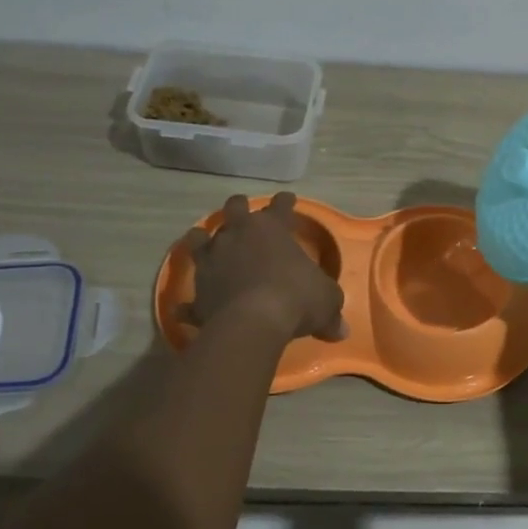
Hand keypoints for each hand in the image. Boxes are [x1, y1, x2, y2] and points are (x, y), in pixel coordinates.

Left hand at [178, 193, 346, 342]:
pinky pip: (189, 298)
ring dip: (203, 240)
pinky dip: (189, 304)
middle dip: (239, 208)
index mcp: (271, 229)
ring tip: (204, 241)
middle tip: (241, 209)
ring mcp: (212, 261)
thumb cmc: (296, 298)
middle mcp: (237, 236)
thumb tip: (341, 330)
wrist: (252, 322)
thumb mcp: (327, 301)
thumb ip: (331, 310)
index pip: (280, 207)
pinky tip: (186, 309)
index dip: (286, 202)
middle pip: (234, 210)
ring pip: (200, 240)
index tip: (288, 198)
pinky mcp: (197, 292)